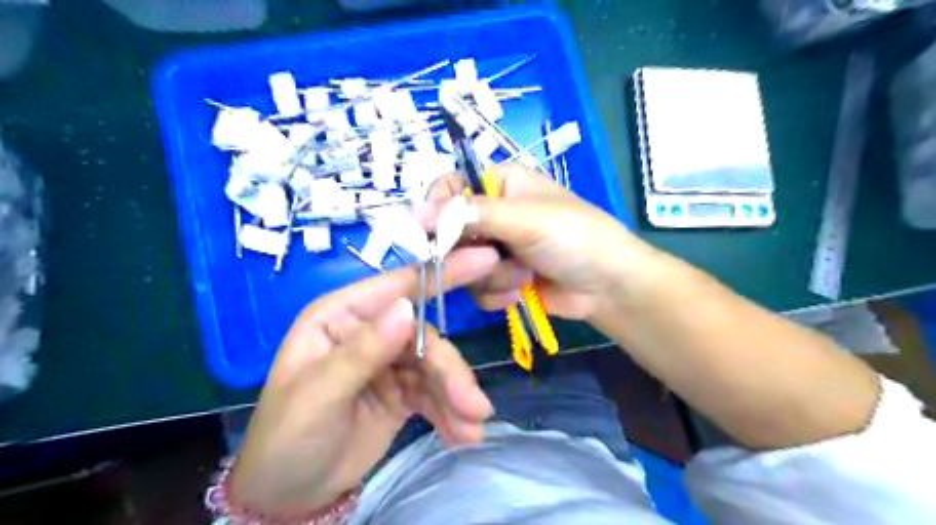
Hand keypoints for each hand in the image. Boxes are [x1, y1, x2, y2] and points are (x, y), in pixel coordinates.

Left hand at [228, 249, 495, 516]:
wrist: (289, 495)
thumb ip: (363, 350)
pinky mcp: (403, 391)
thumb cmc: (287, 437)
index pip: (399, 285)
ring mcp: (389, 361)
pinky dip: (451, 412)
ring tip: (471, 429)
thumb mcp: (319, 394)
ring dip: (456, 397)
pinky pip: (434, 394)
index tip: (487, 259)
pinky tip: (462, 435)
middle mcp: (370, 331)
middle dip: (451, 371)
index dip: (443, 272)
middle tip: (475, 406)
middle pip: (426, 337)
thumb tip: (407, 308)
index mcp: (343, 316)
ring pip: (436, 367)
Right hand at [423, 165, 643, 322]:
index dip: (438, 212)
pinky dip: (497, 293)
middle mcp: (492, 214)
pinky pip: (476, 288)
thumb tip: (412, 213)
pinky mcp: (499, 279)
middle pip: (448, 232)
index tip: (436, 237)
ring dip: (491, 275)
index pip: (448, 188)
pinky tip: (523, 291)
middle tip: (494, 258)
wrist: (608, 287)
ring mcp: (494, 249)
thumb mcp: (524, 219)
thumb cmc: (574, 238)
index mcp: (500, 184)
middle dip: (472, 253)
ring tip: (524, 276)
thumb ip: (470, 215)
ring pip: (461, 265)